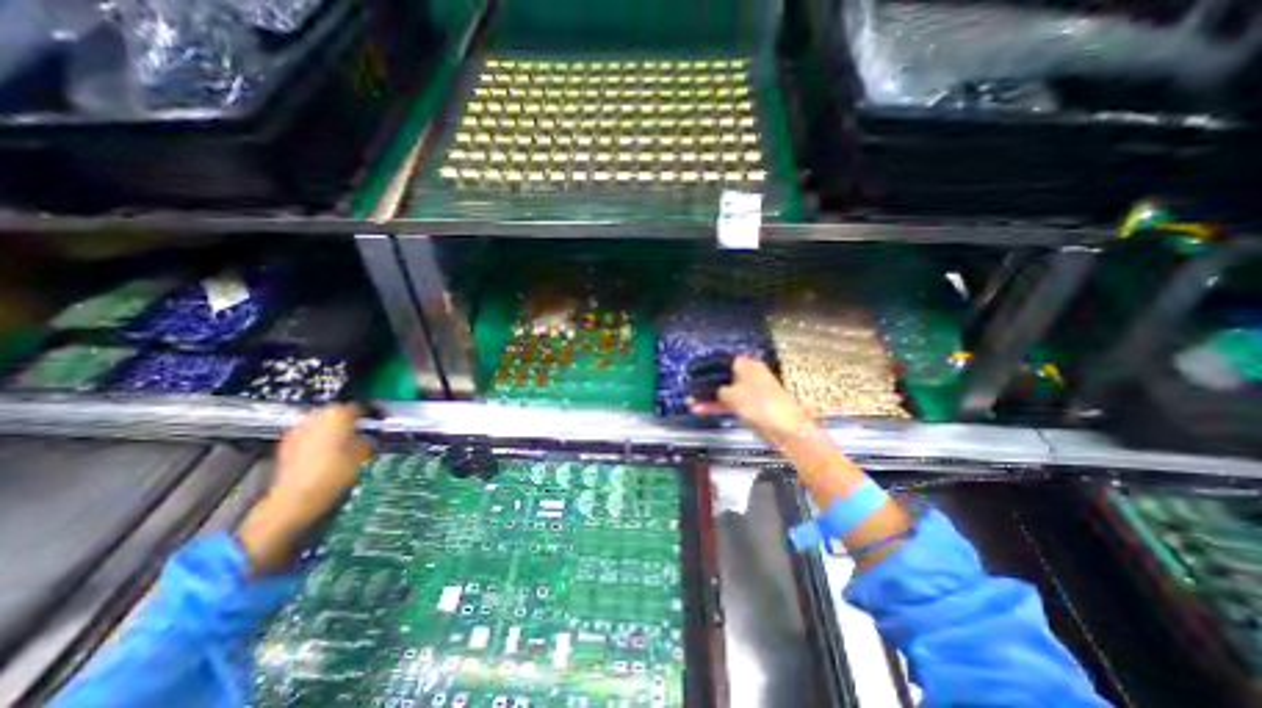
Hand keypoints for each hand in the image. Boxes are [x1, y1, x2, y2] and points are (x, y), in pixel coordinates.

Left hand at [234, 403, 373, 575]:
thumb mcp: (362, 455)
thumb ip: (367, 442)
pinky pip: (309, 435)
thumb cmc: (335, 472)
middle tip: (361, 430)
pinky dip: (318, 439)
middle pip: (336, 412)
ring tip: (344, 442)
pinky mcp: (286, 445)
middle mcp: (316, 416)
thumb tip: (369, 440)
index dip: (370, 413)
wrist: (295, 498)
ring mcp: (298, 430)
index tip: (377, 420)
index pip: (359, 407)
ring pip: (321, 423)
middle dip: (348, 420)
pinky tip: (326, 452)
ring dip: (332, 429)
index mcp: (338, 414)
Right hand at [687, 361, 814, 441]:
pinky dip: (716, 406)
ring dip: (708, 397)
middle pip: (721, 377)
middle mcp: (747, 375)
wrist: (785, 427)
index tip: (691, 372)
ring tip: (690, 403)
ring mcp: (749, 391)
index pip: (721, 361)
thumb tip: (713, 390)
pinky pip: (729, 403)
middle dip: (704, 384)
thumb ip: (718, 390)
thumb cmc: (759, 403)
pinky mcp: (749, 406)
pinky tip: (700, 410)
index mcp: (746, 365)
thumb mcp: (733, 395)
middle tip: (689, 389)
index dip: (705, 367)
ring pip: (724, 391)